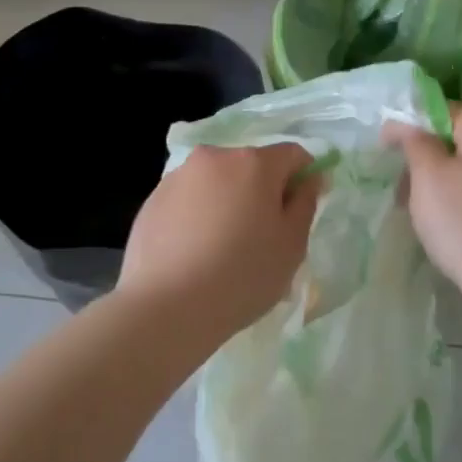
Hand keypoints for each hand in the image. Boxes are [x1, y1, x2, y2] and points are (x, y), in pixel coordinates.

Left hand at [118, 143, 321, 341]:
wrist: (166, 307)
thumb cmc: (242, 276)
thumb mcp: (291, 245)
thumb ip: (305, 203)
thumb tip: (309, 178)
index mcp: (254, 163)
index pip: (293, 154)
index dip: (304, 178)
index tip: (299, 212)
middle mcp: (214, 157)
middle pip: (251, 165)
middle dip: (262, 191)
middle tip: (262, 237)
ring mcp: (178, 176)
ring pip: (217, 181)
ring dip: (228, 201)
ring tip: (223, 248)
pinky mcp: (152, 199)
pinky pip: (188, 199)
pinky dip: (198, 215)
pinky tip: (194, 253)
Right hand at [386, 104, 461, 306]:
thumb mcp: (428, 176)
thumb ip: (414, 140)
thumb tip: (404, 122)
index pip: (447, 110)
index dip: (413, 121)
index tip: (387, 145)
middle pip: (460, 140)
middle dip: (427, 157)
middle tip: (401, 185)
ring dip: (442, 181)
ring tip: (419, 211)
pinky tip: (449, 226)